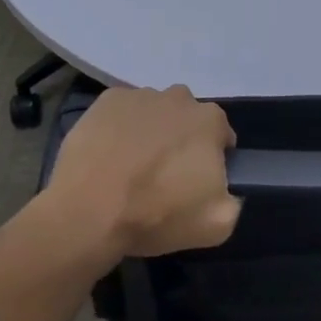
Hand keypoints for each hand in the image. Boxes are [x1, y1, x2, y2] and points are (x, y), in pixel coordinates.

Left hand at [43, 86, 241, 258]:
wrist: (88, 212)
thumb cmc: (156, 215)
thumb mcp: (216, 225)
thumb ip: (232, 200)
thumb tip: (223, 190)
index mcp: (210, 120)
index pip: (221, 136)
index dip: (211, 160)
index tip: (196, 184)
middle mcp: (179, 97)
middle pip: (187, 119)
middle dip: (181, 141)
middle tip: (163, 177)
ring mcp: (140, 95)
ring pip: (154, 113)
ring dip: (150, 133)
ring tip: (130, 168)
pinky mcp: (106, 100)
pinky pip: (122, 112)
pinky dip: (120, 128)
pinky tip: (109, 156)